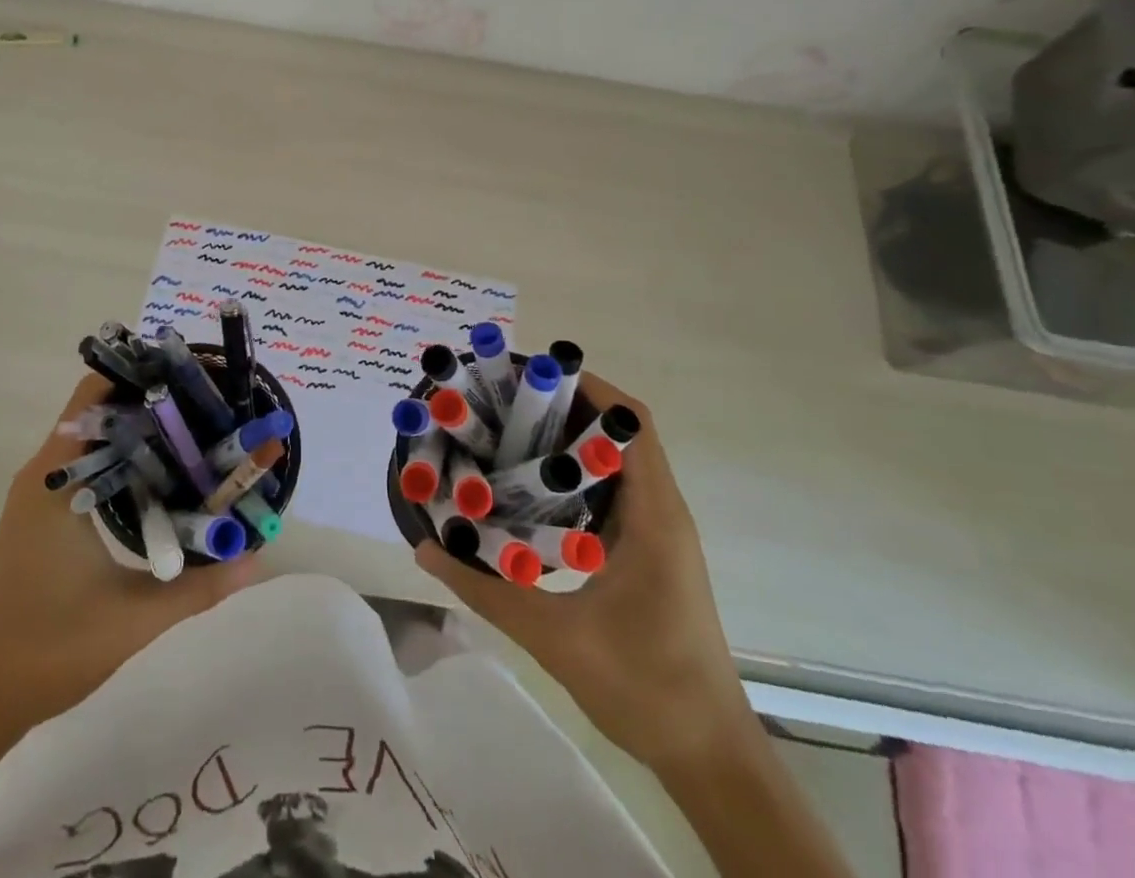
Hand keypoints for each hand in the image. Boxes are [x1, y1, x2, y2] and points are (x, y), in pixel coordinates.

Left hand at [0, 374, 258, 741]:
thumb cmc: (48, 648)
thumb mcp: (133, 618)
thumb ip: (199, 587)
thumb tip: (256, 559)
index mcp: (55, 479)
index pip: (93, 396)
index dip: (139, 376)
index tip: (189, 377)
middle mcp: (43, 474)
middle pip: (98, 411)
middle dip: (150, 403)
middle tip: (206, 407)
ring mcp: (39, 496)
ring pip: (92, 440)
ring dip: (137, 433)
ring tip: (194, 434)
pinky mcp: (41, 517)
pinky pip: (86, 467)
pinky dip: (122, 461)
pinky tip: (161, 479)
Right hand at [415, 375, 753, 774]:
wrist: (710, 756)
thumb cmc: (645, 687)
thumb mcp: (555, 637)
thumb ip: (486, 590)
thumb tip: (425, 549)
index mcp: (654, 516)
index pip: (633, 422)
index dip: (588, 387)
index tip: (531, 377)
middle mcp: (662, 512)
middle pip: (621, 433)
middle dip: (566, 408)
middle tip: (504, 402)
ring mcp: (659, 533)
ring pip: (617, 463)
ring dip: (570, 442)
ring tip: (509, 434)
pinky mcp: (650, 553)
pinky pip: (614, 494)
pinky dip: (576, 478)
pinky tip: (531, 492)